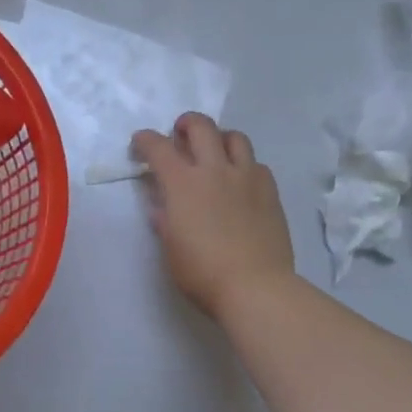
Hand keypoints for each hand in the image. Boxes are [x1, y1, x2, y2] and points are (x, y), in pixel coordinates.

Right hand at [132, 114, 293, 317]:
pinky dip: (244, 165)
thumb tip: (162, 207)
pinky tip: (240, 181)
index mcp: (183, 184)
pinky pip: (256, 164)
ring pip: (235, 137)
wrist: (256, 287)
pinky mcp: (270, 191)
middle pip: (202, 127)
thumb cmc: (203, 273)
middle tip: (180, 135)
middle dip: (186, 124)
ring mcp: (247, 178)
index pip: (159, 147)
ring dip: (220, 138)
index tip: (140, 143)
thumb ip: (165, 220)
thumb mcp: (171, 249)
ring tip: (215, 152)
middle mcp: (215, 170)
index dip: (146, 140)